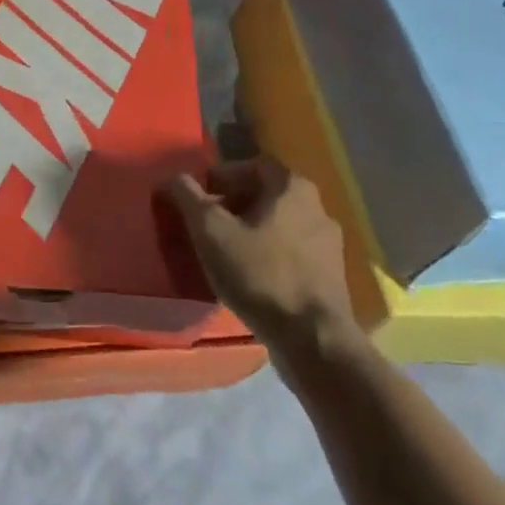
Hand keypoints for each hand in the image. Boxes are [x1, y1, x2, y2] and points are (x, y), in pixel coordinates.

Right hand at [160, 157, 356, 366]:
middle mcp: (318, 207)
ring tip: (224, 250)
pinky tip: (249, 275)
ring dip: (251, 230)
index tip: (201, 196)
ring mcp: (329, 244)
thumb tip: (173, 177)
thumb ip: (188, 197)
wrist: (314, 340)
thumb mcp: (211, 231)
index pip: (254, 164)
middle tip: (207, 222)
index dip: (223, 175)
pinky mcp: (331, 276)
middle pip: (267, 194)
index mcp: (293, 188)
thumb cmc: (260, 274)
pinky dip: (268, 254)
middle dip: (234, 203)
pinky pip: (292, 251)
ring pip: (280, 224)